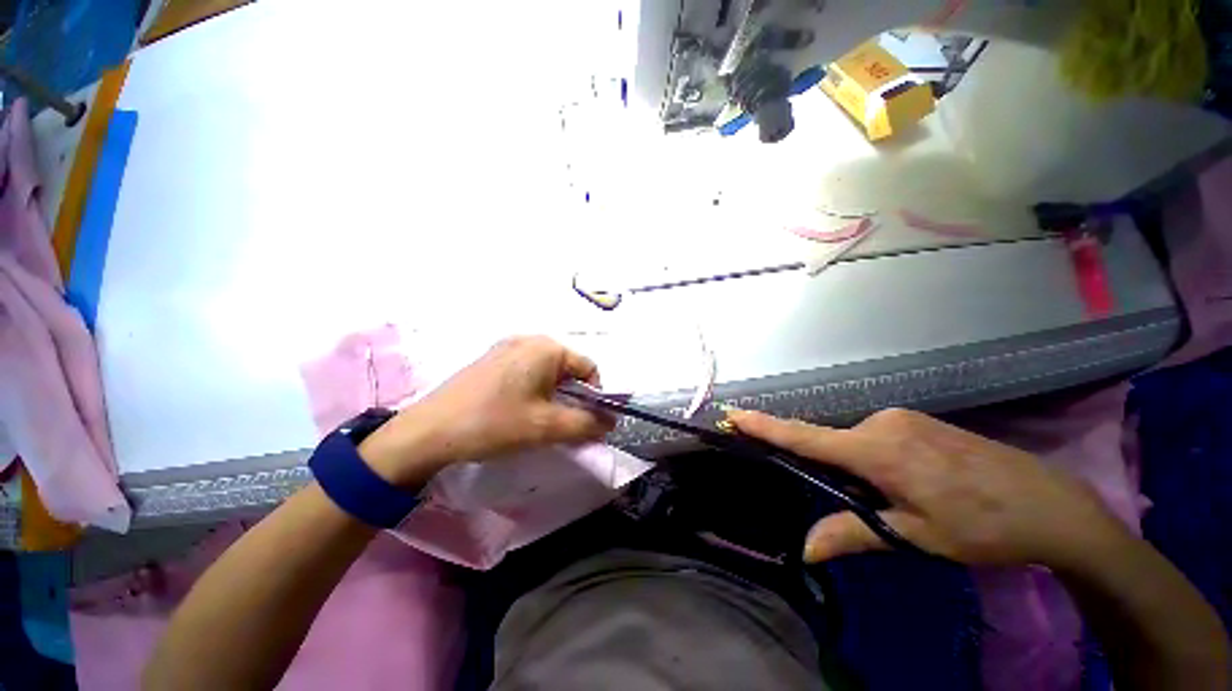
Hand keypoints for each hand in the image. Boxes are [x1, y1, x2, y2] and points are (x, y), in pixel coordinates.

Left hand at [359, 336, 614, 485]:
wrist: (434, 429)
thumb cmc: (495, 423)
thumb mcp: (546, 427)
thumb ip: (586, 424)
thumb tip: (610, 422)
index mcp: (545, 347)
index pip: (589, 369)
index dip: (595, 399)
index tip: (586, 428)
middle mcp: (526, 340)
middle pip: (566, 371)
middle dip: (572, 402)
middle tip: (561, 432)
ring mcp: (503, 351)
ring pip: (543, 377)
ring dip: (550, 403)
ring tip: (537, 430)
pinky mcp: (487, 365)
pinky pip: (522, 378)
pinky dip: (529, 398)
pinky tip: (514, 421)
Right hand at [728, 408, 1129, 568]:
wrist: (1037, 503)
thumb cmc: (976, 524)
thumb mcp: (914, 537)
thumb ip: (856, 535)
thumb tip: (806, 547)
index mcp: (884, 449)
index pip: (813, 437)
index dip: (771, 428)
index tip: (733, 416)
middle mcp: (894, 424)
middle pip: (838, 445)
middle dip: (824, 475)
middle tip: (832, 523)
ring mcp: (916, 424)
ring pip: (864, 448)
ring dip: (855, 479)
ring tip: (879, 519)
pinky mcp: (932, 430)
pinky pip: (887, 445)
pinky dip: (877, 471)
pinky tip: (901, 500)